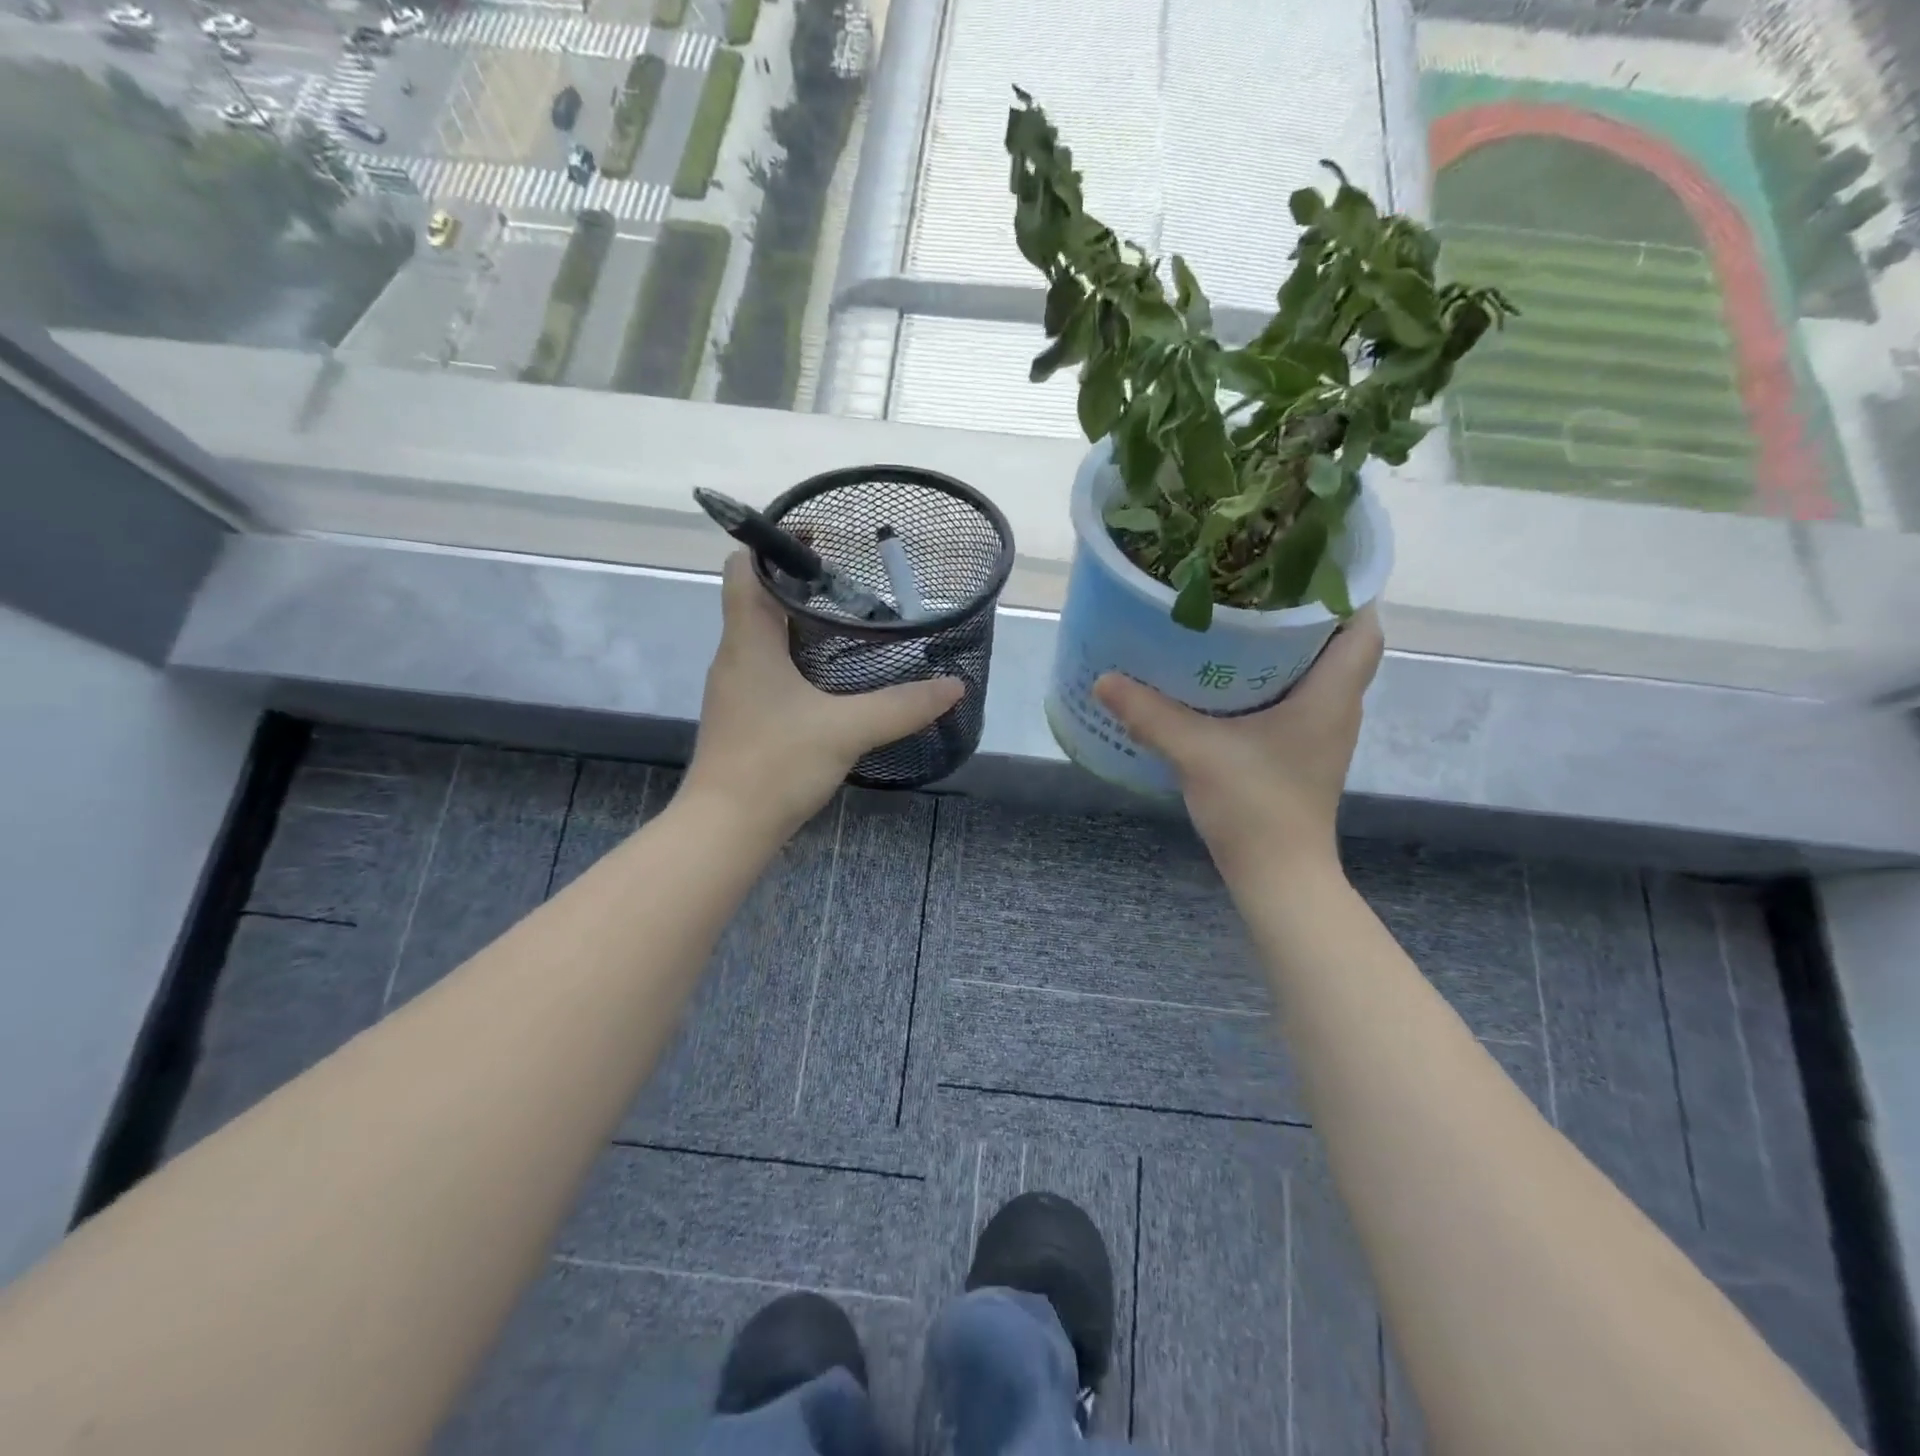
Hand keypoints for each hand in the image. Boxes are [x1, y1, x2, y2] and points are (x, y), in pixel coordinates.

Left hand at [681, 553, 963, 837]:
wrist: (725, 829)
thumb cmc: (776, 764)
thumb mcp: (847, 729)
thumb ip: (903, 706)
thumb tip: (954, 686)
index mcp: (747, 640)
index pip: (743, 567)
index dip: (774, 545)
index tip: (822, 542)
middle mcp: (735, 655)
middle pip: (759, 597)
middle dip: (803, 583)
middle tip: (855, 584)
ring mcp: (737, 688)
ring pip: (765, 635)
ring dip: (803, 623)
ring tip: (854, 624)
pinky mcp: (746, 716)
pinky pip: (771, 668)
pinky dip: (800, 659)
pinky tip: (836, 678)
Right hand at [1093, 608, 1383, 873]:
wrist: (1278, 875)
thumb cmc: (1255, 806)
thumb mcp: (1196, 752)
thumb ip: (1150, 714)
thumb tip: (1103, 679)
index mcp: (1330, 695)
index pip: (1363, 628)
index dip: (1345, 592)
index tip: (1301, 567)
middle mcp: (1336, 707)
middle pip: (1337, 644)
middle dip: (1302, 612)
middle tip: (1252, 588)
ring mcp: (1321, 733)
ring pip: (1316, 673)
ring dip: (1286, 648)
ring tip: (1237, 622)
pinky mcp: (1301, 752)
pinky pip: (1296, 699)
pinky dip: (1271, 680)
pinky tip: (1226, 679)